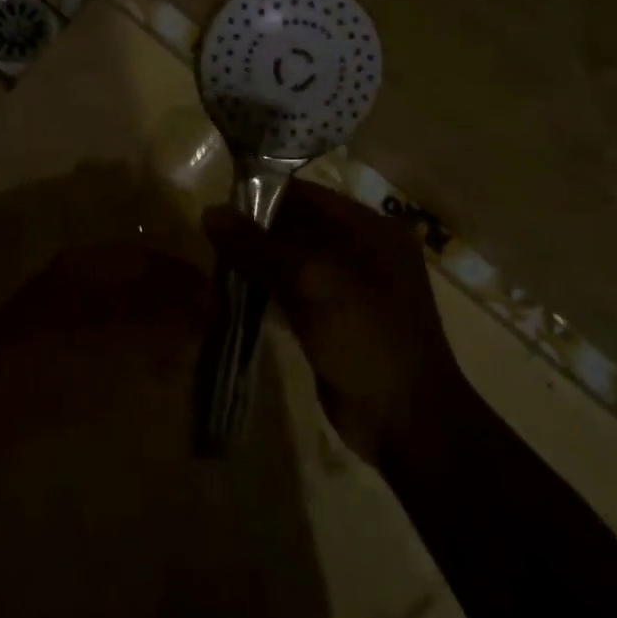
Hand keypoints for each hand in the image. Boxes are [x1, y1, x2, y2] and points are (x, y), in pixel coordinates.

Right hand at [204, 180, 470, 463]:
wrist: (407, 423)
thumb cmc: (366, 337)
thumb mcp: (310, 282)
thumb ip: (258, 246)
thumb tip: (210, 212)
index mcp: (371, 228)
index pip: (308, 195)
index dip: (263, 195)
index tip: (219, 203)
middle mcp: (365, 250)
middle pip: (300, 226)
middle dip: (257, 231)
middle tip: (211, 238)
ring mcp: (353, 288)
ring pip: (295, 261)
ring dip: (259, 262)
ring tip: (216, 262)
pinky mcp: (338, 321)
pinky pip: (296, 293)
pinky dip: (269, 289)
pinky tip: (236, 293)